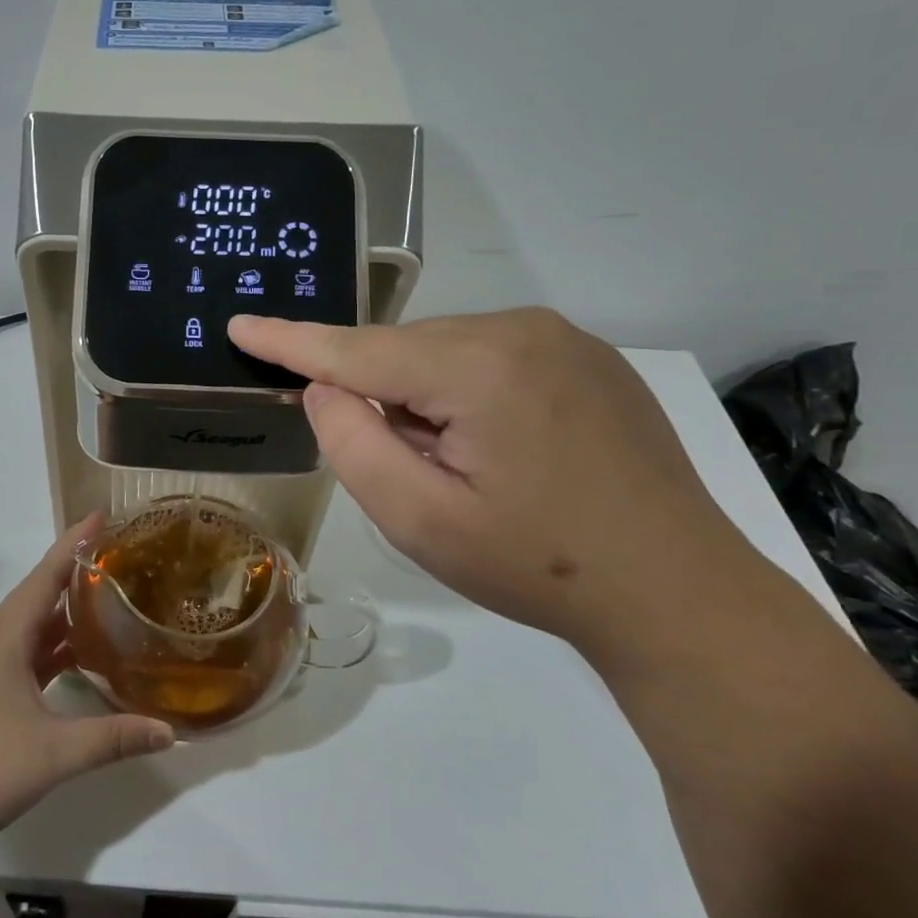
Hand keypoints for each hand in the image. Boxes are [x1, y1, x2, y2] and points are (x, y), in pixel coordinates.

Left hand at [0, 517, 175, 850]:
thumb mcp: (55, 753)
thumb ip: (113, 738)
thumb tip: (168, 730)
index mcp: (6, 638)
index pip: (45, 577)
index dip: (73, 544)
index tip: (100, 515)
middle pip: (38, 594)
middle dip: (75, 571)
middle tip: (117, 555)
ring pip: (32, 626)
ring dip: (65, 611)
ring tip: (107, 599)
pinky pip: (27, 653)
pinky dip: (54, 646)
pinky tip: (79, 657)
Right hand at [229, 309, 758, 653]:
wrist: (677, 592)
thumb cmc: (536, 565)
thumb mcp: (420, 520)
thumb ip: (353, 444)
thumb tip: (326, 387)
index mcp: (477, 366)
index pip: (355, 348)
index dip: (290, 341)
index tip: (240, 324)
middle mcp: (520, 329)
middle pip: (402, 351)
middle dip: (381, 397)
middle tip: (414, 473)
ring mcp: (562, 337)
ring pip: (444, 351)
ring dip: (424, 398)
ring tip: (465, 469)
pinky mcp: (586, 356)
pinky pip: (489, 356)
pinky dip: (465, 391)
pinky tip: (503, 449)